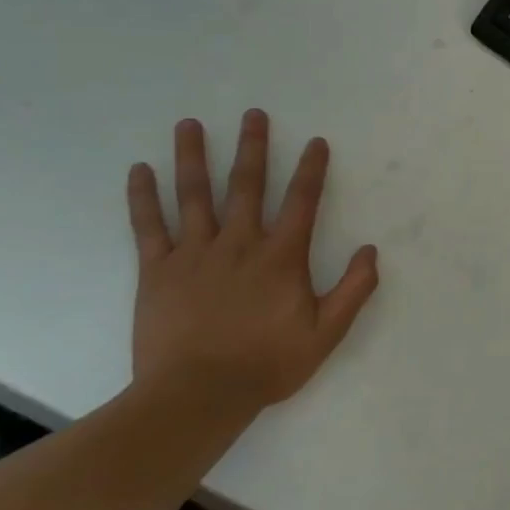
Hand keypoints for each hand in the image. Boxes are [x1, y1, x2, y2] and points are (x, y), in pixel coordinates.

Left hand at [126, 111, 378, 427]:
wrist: (196, 396)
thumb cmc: (266, 364)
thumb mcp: (326, 333)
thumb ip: (353, 289)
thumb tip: (370, 250)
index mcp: (280, 256)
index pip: (301, 201)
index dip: (311, 169)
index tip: (316, 142)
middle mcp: (239, 243)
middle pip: (246, 184)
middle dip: (252, 147)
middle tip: (253, 113)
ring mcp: (194, 254)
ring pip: (195, 194)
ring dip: (193, 156)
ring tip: (190, 124)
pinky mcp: (157, 271)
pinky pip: (148, 226)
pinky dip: (143, 197)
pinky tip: (140, 170)